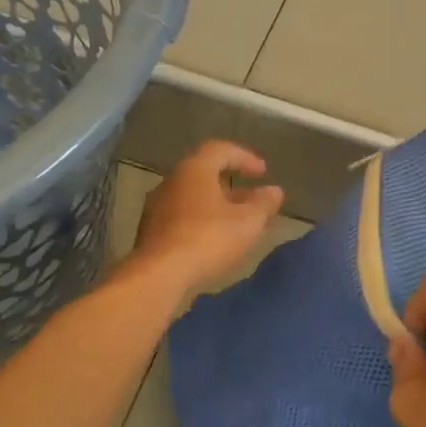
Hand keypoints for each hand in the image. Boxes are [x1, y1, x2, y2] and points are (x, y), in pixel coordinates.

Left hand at [130, 140, 283, 300]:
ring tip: (237, 223)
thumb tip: (274, 191)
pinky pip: (182, 216)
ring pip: (193, 197)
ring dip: (217, 205)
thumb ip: (264, 204)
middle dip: (232, 185)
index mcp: (194, 169)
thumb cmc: (208, 239)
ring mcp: (157, 207)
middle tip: (252, 199)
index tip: (263, 172)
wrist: (158, 276)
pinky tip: (215, 240)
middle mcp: (172, 181)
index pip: (221, 150)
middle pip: (204, 174)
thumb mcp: (248, 222)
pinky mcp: (150, 232)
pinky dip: (202, 221)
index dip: (245, 158)